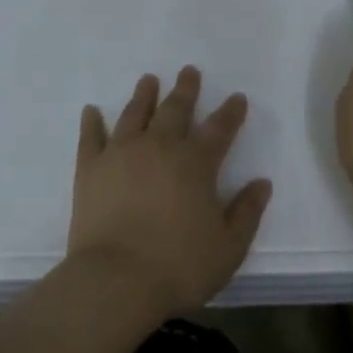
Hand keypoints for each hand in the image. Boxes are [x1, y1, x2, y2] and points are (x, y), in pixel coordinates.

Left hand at [68, 66, 272, 319]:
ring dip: (144, 95)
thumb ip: (247, 212)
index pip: (219, 129)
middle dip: (186, 90)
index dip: (231, 112)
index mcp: (196, 163)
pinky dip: (91, 122)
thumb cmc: (178, 266)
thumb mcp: (228, 247)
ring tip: (149, 79)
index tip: (237, 97)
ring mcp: (121, 153)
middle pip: (175, 110)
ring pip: (135, 114)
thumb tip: (262, 183)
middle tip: (189, 71)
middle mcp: (160, 147)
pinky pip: (90, 137)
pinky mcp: (90, 168)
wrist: (116, 281)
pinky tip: (91, 111)